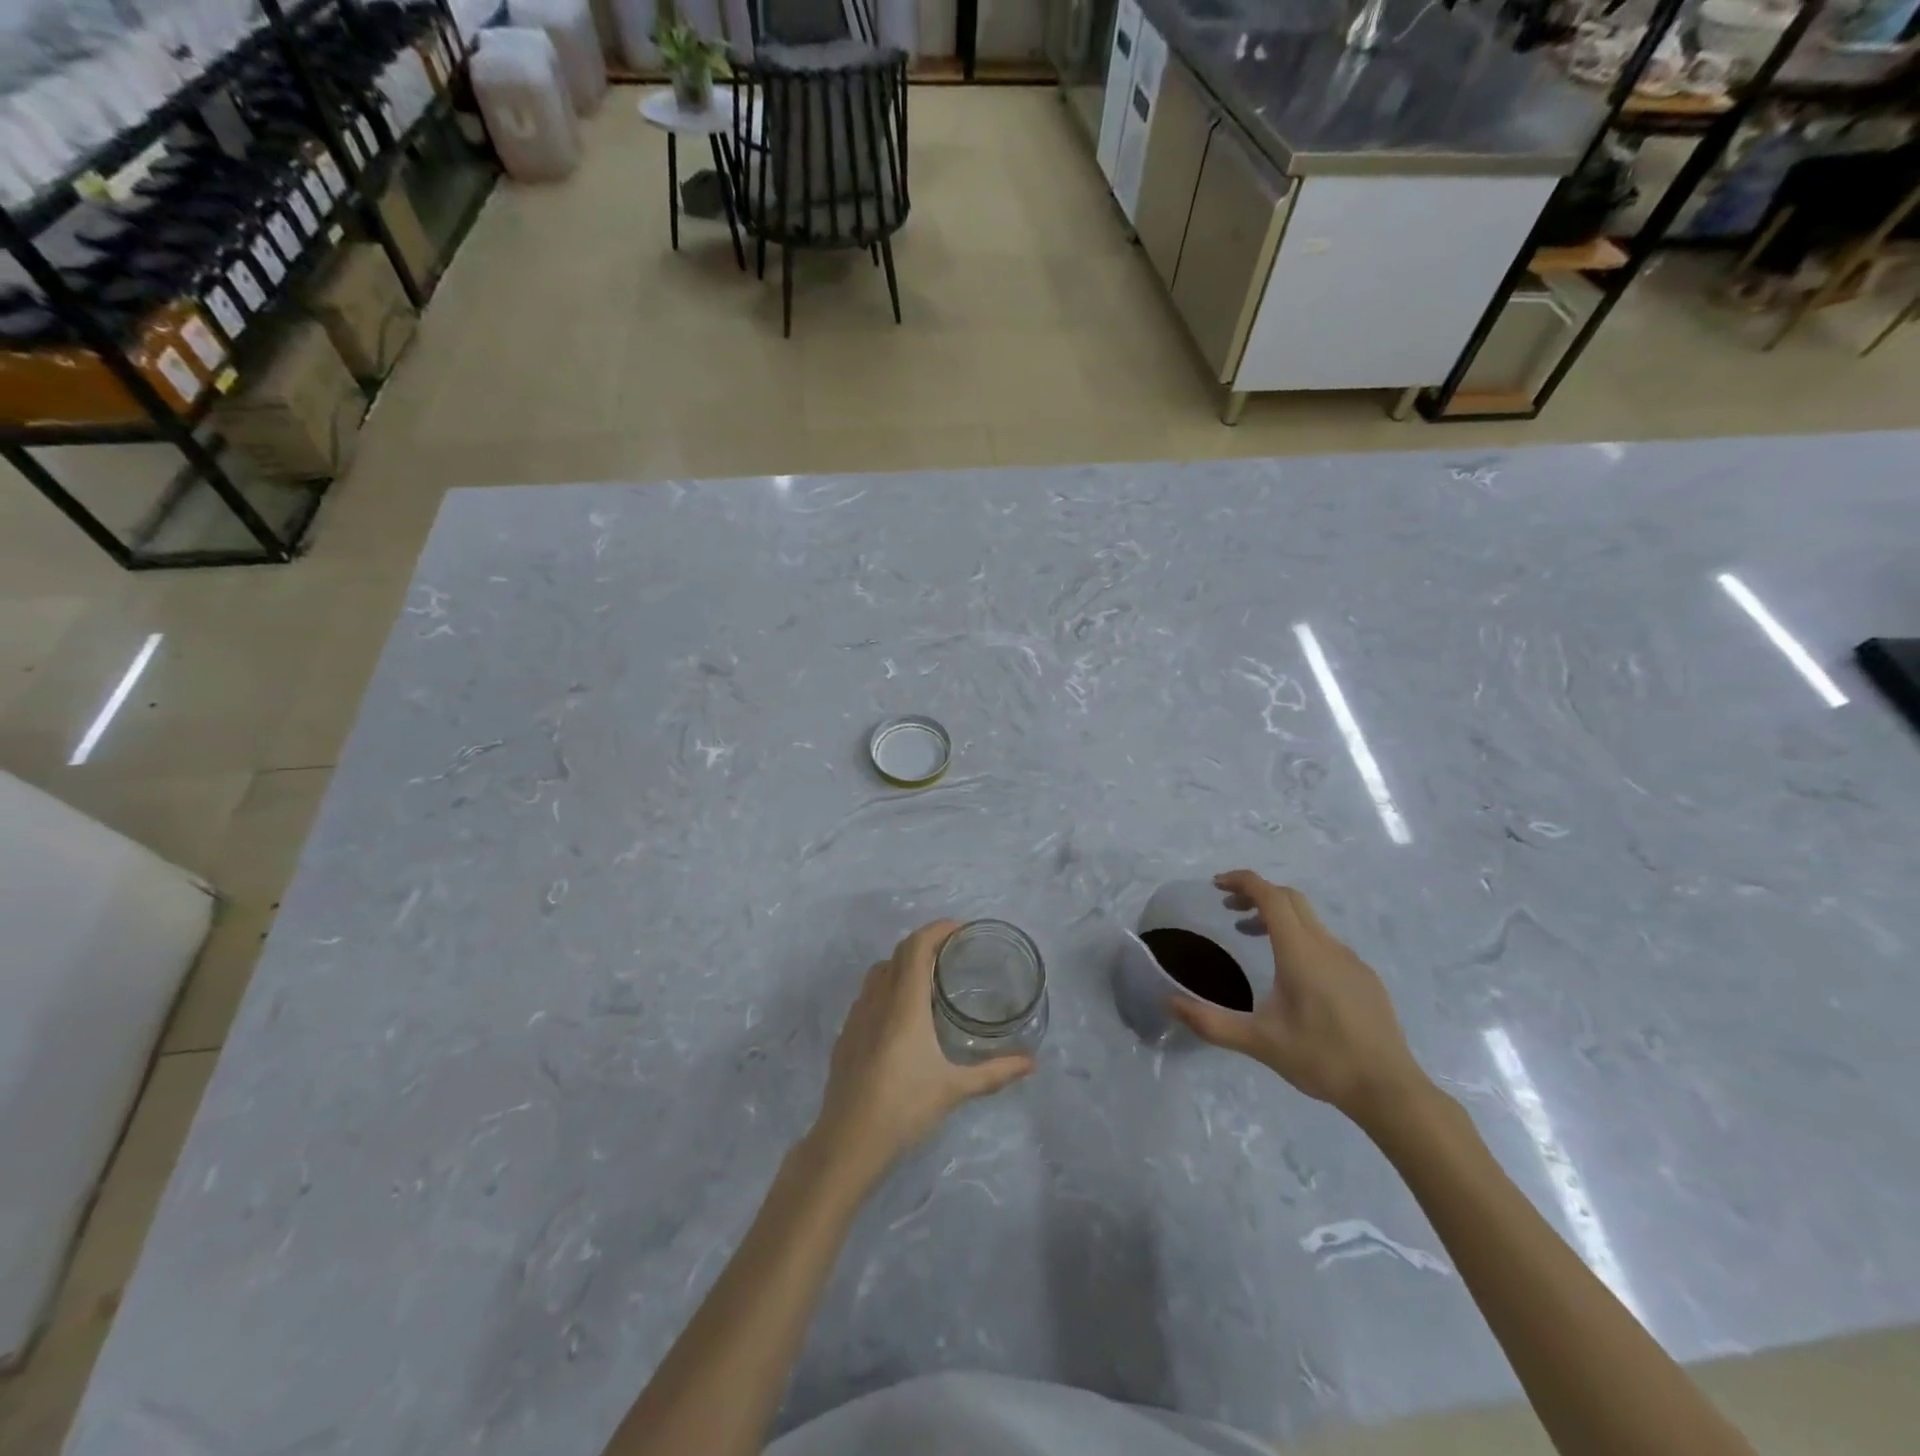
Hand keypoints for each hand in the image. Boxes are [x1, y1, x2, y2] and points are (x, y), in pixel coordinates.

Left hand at [810, 920, 1033, 1177]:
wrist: (847, 1142)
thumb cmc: (904, 1108)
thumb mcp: (954, 1089)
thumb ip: (994, 1072)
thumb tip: (1030, 1063)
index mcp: (904, 1003)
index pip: (917, 946)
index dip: (937, 929)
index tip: (960, 929)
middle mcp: (878, 1000)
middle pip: (899, 953)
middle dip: (925, 943)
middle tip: (952, 952)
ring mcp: (856, 1016)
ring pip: (879, 972)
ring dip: (903, 963)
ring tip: (928, 978)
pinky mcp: (846, 1035)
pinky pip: (867, 995)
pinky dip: (887, 987)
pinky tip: (901, 1016)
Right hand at [1169, 871, 1429, 1128]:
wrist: (1389, 1090)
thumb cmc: (1321, 1059)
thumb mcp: (1259, 1042)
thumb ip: (1211, 1022)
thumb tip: (1170, 1003)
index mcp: (1299, 952)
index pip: (1269, 896)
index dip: (1242, 881)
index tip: (1216, 885)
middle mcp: (1326, 945)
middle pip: (1290, 899)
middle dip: (1257, 894)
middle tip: (1229, 908)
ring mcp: (1350, 960)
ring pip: (1309, 920)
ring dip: (1277, 917)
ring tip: (1252, 936)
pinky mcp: (1364, 977)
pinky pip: (1326, 941)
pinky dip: (1300, 938)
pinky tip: (1293, 974)